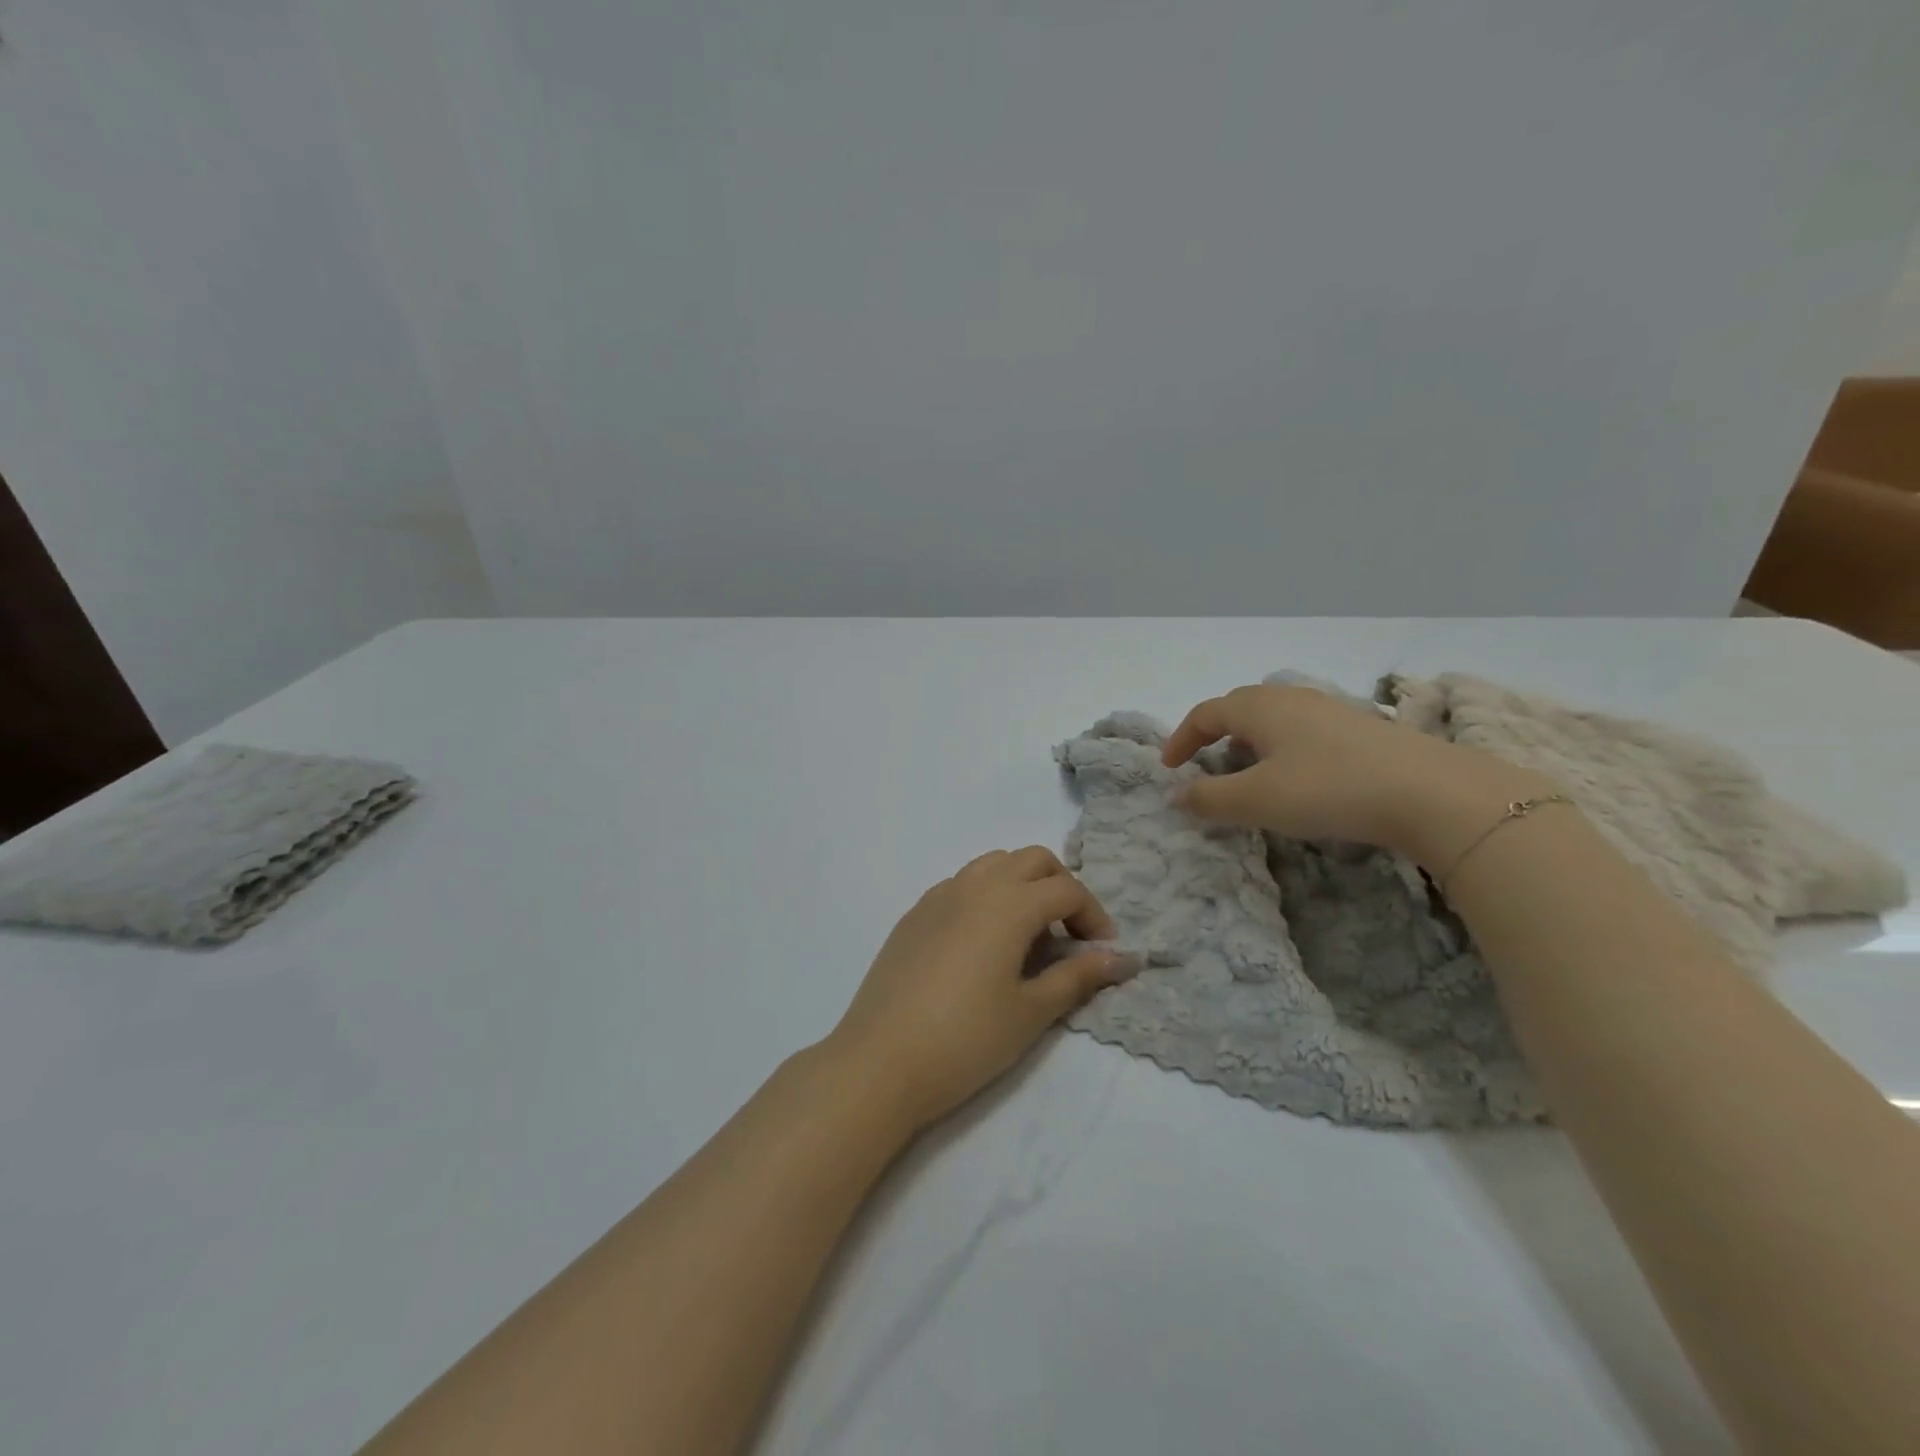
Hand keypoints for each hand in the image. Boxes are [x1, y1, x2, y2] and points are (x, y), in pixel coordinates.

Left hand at [821, 848, 1123, 1132]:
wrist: (880, 1061)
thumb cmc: (966, 1039)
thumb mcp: (1031, 1012)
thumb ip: (1077, 977)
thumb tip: (1119, 959)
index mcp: (1008, 903)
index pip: (1067, 890)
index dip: (1094, 917)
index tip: (1103, 953)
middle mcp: (974, 886)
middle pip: (1031, 860)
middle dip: (1061, 887)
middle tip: (1070, 934)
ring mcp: (938, 896)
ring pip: (993, 865)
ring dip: (1021, 885)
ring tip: (1028, 936)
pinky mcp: (914, 914)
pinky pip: (961, 885)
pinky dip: (986, 897)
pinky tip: (983, 944)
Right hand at [1162, 683, 1551, 860]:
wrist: (1431, 792)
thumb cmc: (1328, 789)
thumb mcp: (1257, 800)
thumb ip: (1209, 798)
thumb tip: (1175, 795)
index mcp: (1260, 708)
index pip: (1205, 713)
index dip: (1181, 738)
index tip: (1169, 768)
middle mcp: (1292, 699)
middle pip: (1240, 707)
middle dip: (1215, 734)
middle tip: (1206, 764)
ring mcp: (1331, 710)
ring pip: (1275, 718)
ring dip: (1251, 741)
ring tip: (1249, 772)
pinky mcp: (1362, 730)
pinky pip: (1304, 731)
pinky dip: (1284, 748)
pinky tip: (1299, 777)